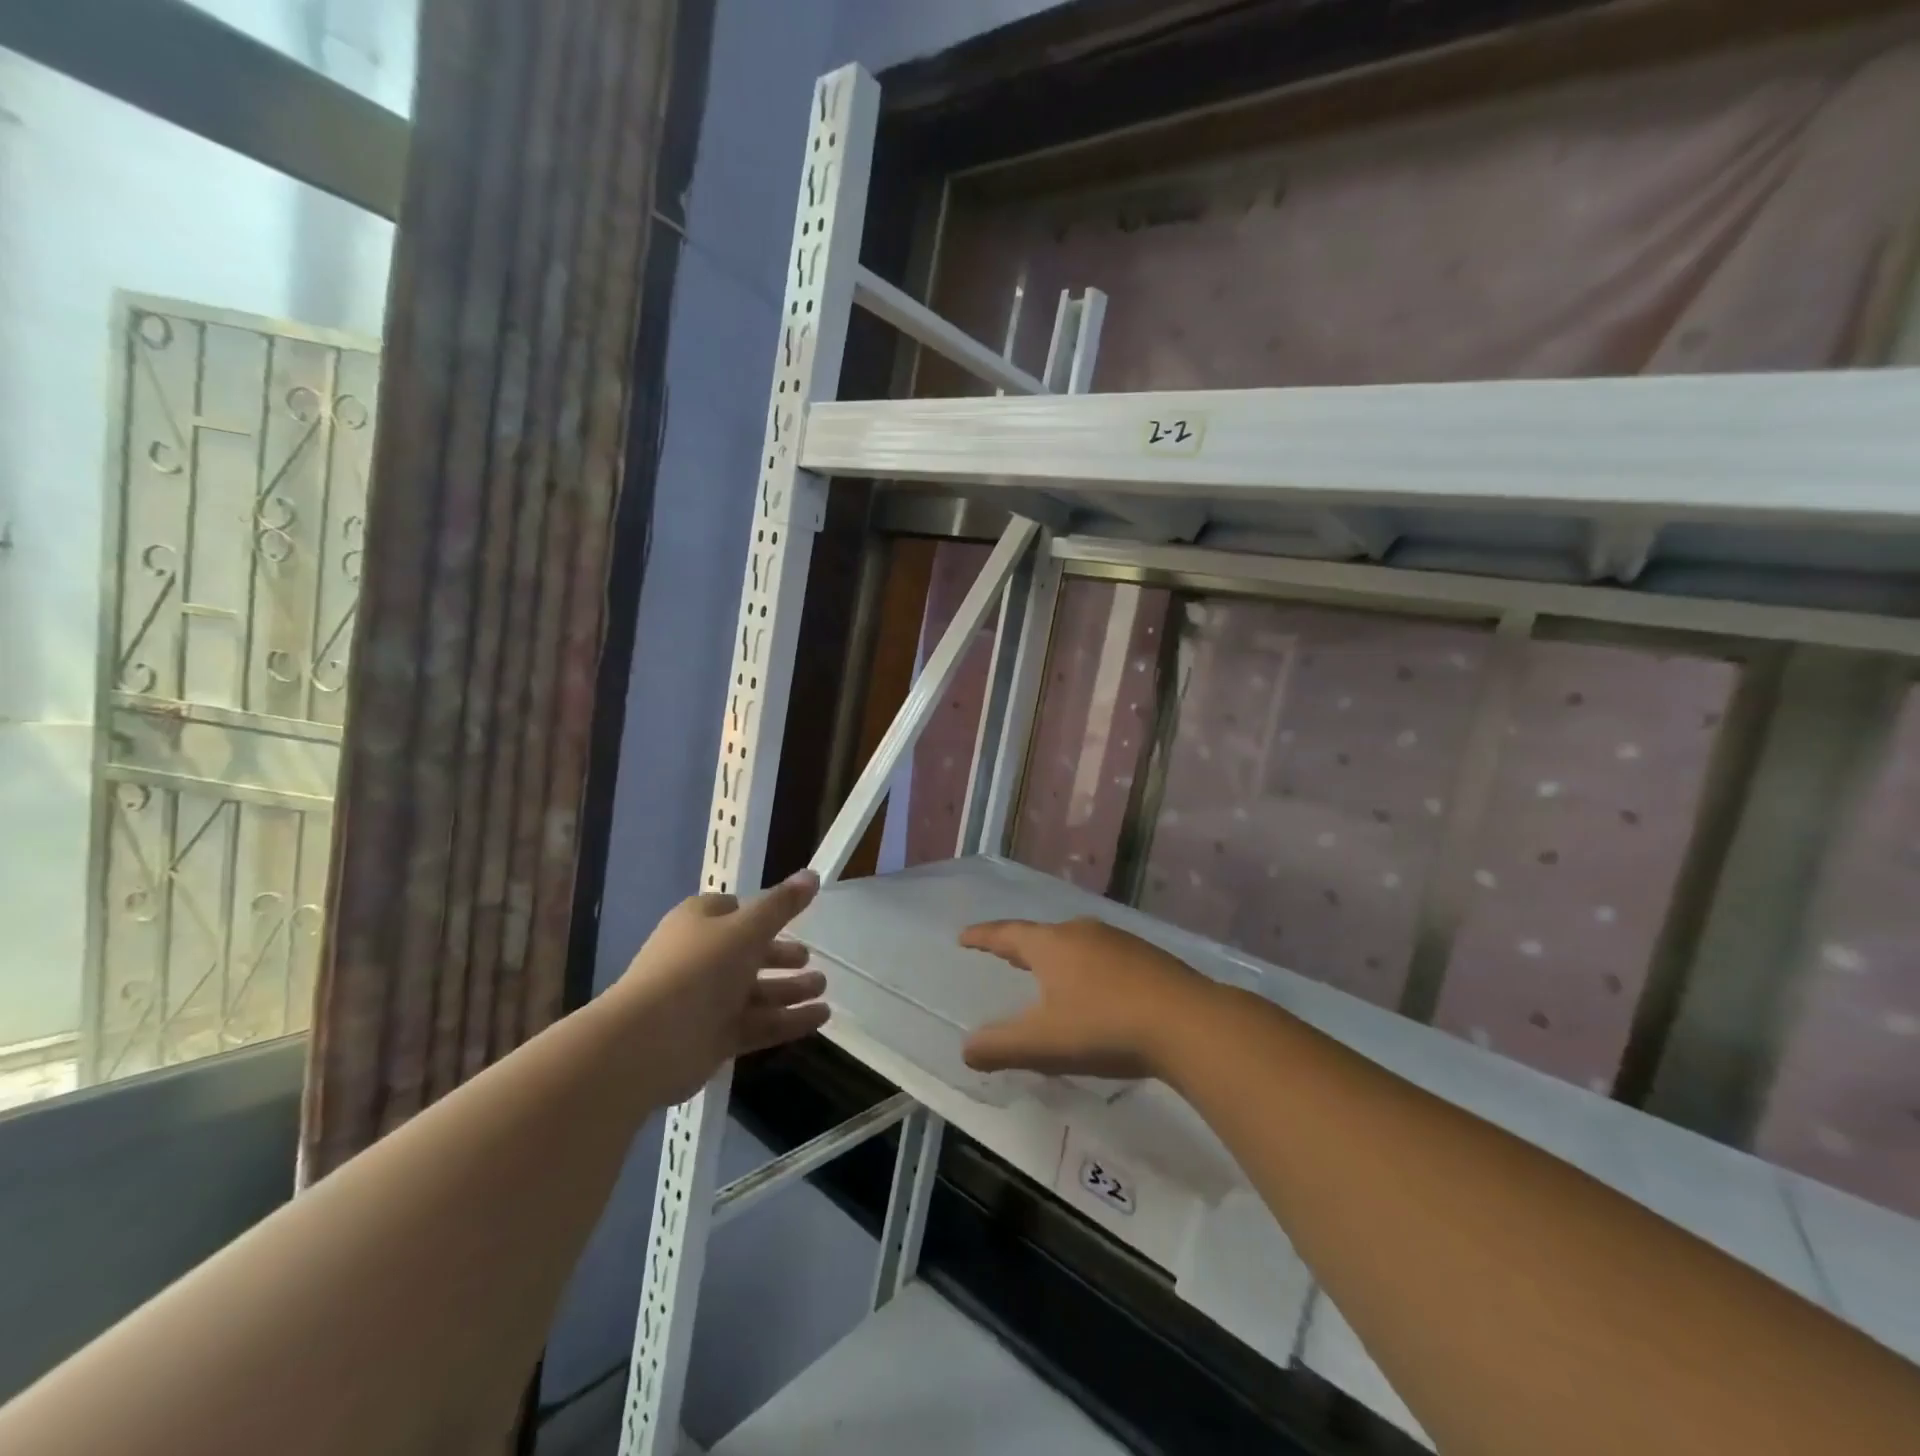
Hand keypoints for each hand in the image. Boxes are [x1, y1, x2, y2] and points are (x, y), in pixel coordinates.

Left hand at [616, 871, 828, 1102]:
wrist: (648, 1042)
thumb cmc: (698, 969)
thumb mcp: (747, 928)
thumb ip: (782, 905)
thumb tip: (812, 874)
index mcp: (698, 923)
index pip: (731, 910)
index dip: (759, 912)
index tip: (788, 916)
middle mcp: (701, 958)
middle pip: (748, 954)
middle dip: (781, 956)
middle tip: (811, 959)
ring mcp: (706, 1001)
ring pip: (756, 991)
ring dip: (790, 989)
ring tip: (824, 988)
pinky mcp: (714, 1037)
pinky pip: (758, 1024)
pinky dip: (788, 1020)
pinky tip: (820, 1018)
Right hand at [959, 917, 1214, 1080]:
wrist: (1188, 1022)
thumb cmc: (1104, 1027)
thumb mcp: (1044, 1043)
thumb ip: (1000, 1047)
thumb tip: (966, 1049)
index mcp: (1051, 945)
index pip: (1006, 935)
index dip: (982, 937)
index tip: (964, 937)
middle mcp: (1081, 932)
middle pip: (1041, 935)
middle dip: (1020, 945)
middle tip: (1003, 953)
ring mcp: (1118, 941)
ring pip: (1075, 943)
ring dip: (1056, 956)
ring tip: (1048, 971)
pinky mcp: (1147, 957)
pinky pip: (1103, 955)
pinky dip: (1086, 967)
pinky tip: (1096, 987)